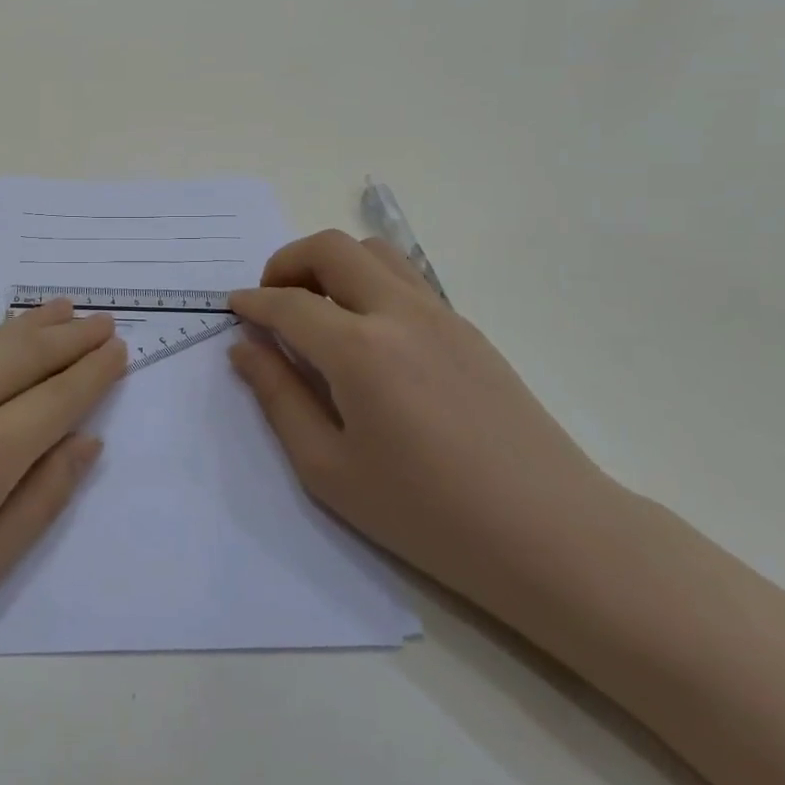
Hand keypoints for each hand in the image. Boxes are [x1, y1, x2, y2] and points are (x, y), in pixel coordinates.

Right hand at [228, 230, 614, 609]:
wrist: (552, 535)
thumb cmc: (427, 515)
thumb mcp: (329, 470)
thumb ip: (279, 399)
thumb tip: (245, 350)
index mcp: (359, 349)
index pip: (288, 303)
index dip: (252, 301)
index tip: (232, 308)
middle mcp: (399, 313)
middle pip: (331, 248)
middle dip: (287, 262)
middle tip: (270, 300)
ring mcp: (441, 315)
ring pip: (374, 251)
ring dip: (331, 263)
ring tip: (315, 307)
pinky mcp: (469, 329)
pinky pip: (406, 279)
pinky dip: (368, 281)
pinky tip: (365, 332)